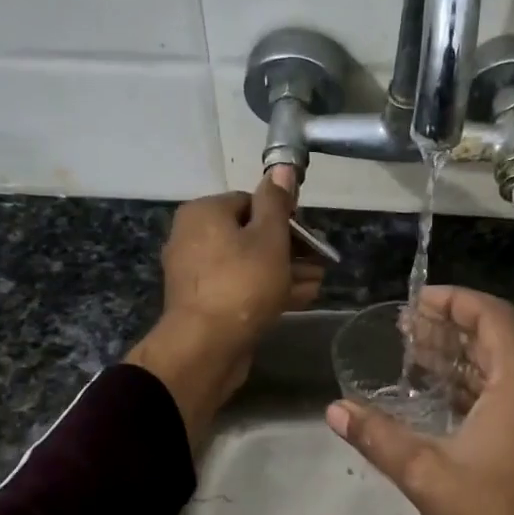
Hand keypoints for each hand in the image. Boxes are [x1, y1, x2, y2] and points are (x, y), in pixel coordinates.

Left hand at [127, 176, 323, 444]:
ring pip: (248, 264)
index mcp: (204, 213)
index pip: (250, 202)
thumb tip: (280, 168)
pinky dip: (268, 289)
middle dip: (289, 248)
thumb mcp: (269, 237)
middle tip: (320, 260)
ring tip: (318, 280)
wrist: (205, 346)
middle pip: (250, 235)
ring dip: (284, 271)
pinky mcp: (204, 304)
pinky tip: (302, 297)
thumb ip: (277, 202)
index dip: (284, 217)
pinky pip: (240, 288)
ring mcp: (197, 274)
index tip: (309, 235)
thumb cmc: (242, 283)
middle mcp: (193, 238)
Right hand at [325, 286, 513, 514]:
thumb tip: (336, 410)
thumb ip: (379, 437)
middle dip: (451, 328)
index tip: (417, 301)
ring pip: (504, 365)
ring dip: (462, 357)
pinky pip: (512, 391)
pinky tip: (442, 393)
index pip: (491, 317)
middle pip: (497, 338)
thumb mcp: (427, 475)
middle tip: (406, 329)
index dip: (454, 301)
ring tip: (416, 354)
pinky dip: (477, 384)